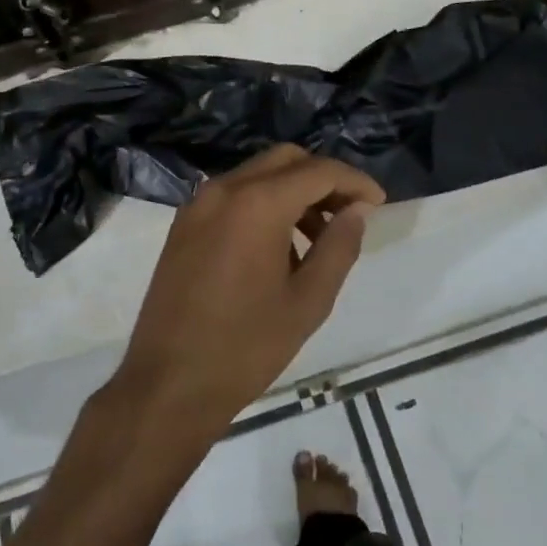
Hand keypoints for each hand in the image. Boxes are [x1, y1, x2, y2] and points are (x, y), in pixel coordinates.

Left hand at [112, 144, 384, 434]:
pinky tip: (278, 249)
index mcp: (257, 204)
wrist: (168, 384)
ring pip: (257, 175)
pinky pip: (232, 196)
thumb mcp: (308, 302)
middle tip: (350, 215)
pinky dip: (262, 204)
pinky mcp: (183, 224)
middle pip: (285, 160)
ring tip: (317, 240)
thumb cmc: (245, 347)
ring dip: (293, 192)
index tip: (378, 204)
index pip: (318, 171)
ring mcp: (197, 205)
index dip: (355, 182)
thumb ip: (338, 247)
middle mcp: (223, 190)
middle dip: (323, 179)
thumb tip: (357, 211)